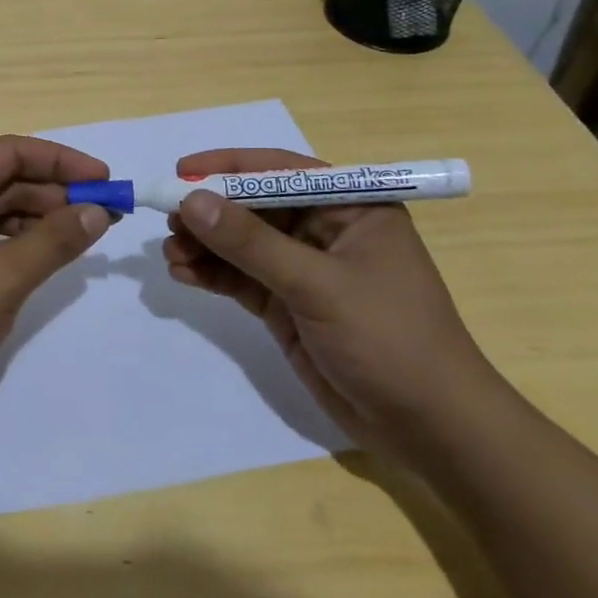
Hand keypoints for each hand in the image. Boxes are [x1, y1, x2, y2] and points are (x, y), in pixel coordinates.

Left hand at [0, 135, 112, 432]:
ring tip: (78, 241)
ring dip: (35, 222)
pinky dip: (11, 247)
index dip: (64, 162)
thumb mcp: (2, 277)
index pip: (13, 151)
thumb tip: (97, 211)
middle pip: (2, 179)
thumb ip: (54, 239)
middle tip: (103, 217)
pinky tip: (37, 264)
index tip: (107, 182)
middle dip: (53, 194)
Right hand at [161, 148, 502, 461]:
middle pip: (254, 207)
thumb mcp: (317, 285)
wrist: (430, 430)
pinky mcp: (288, 305)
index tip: (181, 173)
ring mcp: (304, 270)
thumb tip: (191, 201)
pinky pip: (241, 278)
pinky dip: (212, 274)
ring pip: (242, 244)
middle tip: (167, 219)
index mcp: (351, 208)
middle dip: (210, 213)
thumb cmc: (389, 339)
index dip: (229, 168)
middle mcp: (325, 231)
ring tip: (170, 253)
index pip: (281, 172)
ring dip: (205, 245)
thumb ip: (251, 243)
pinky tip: (183, 273)